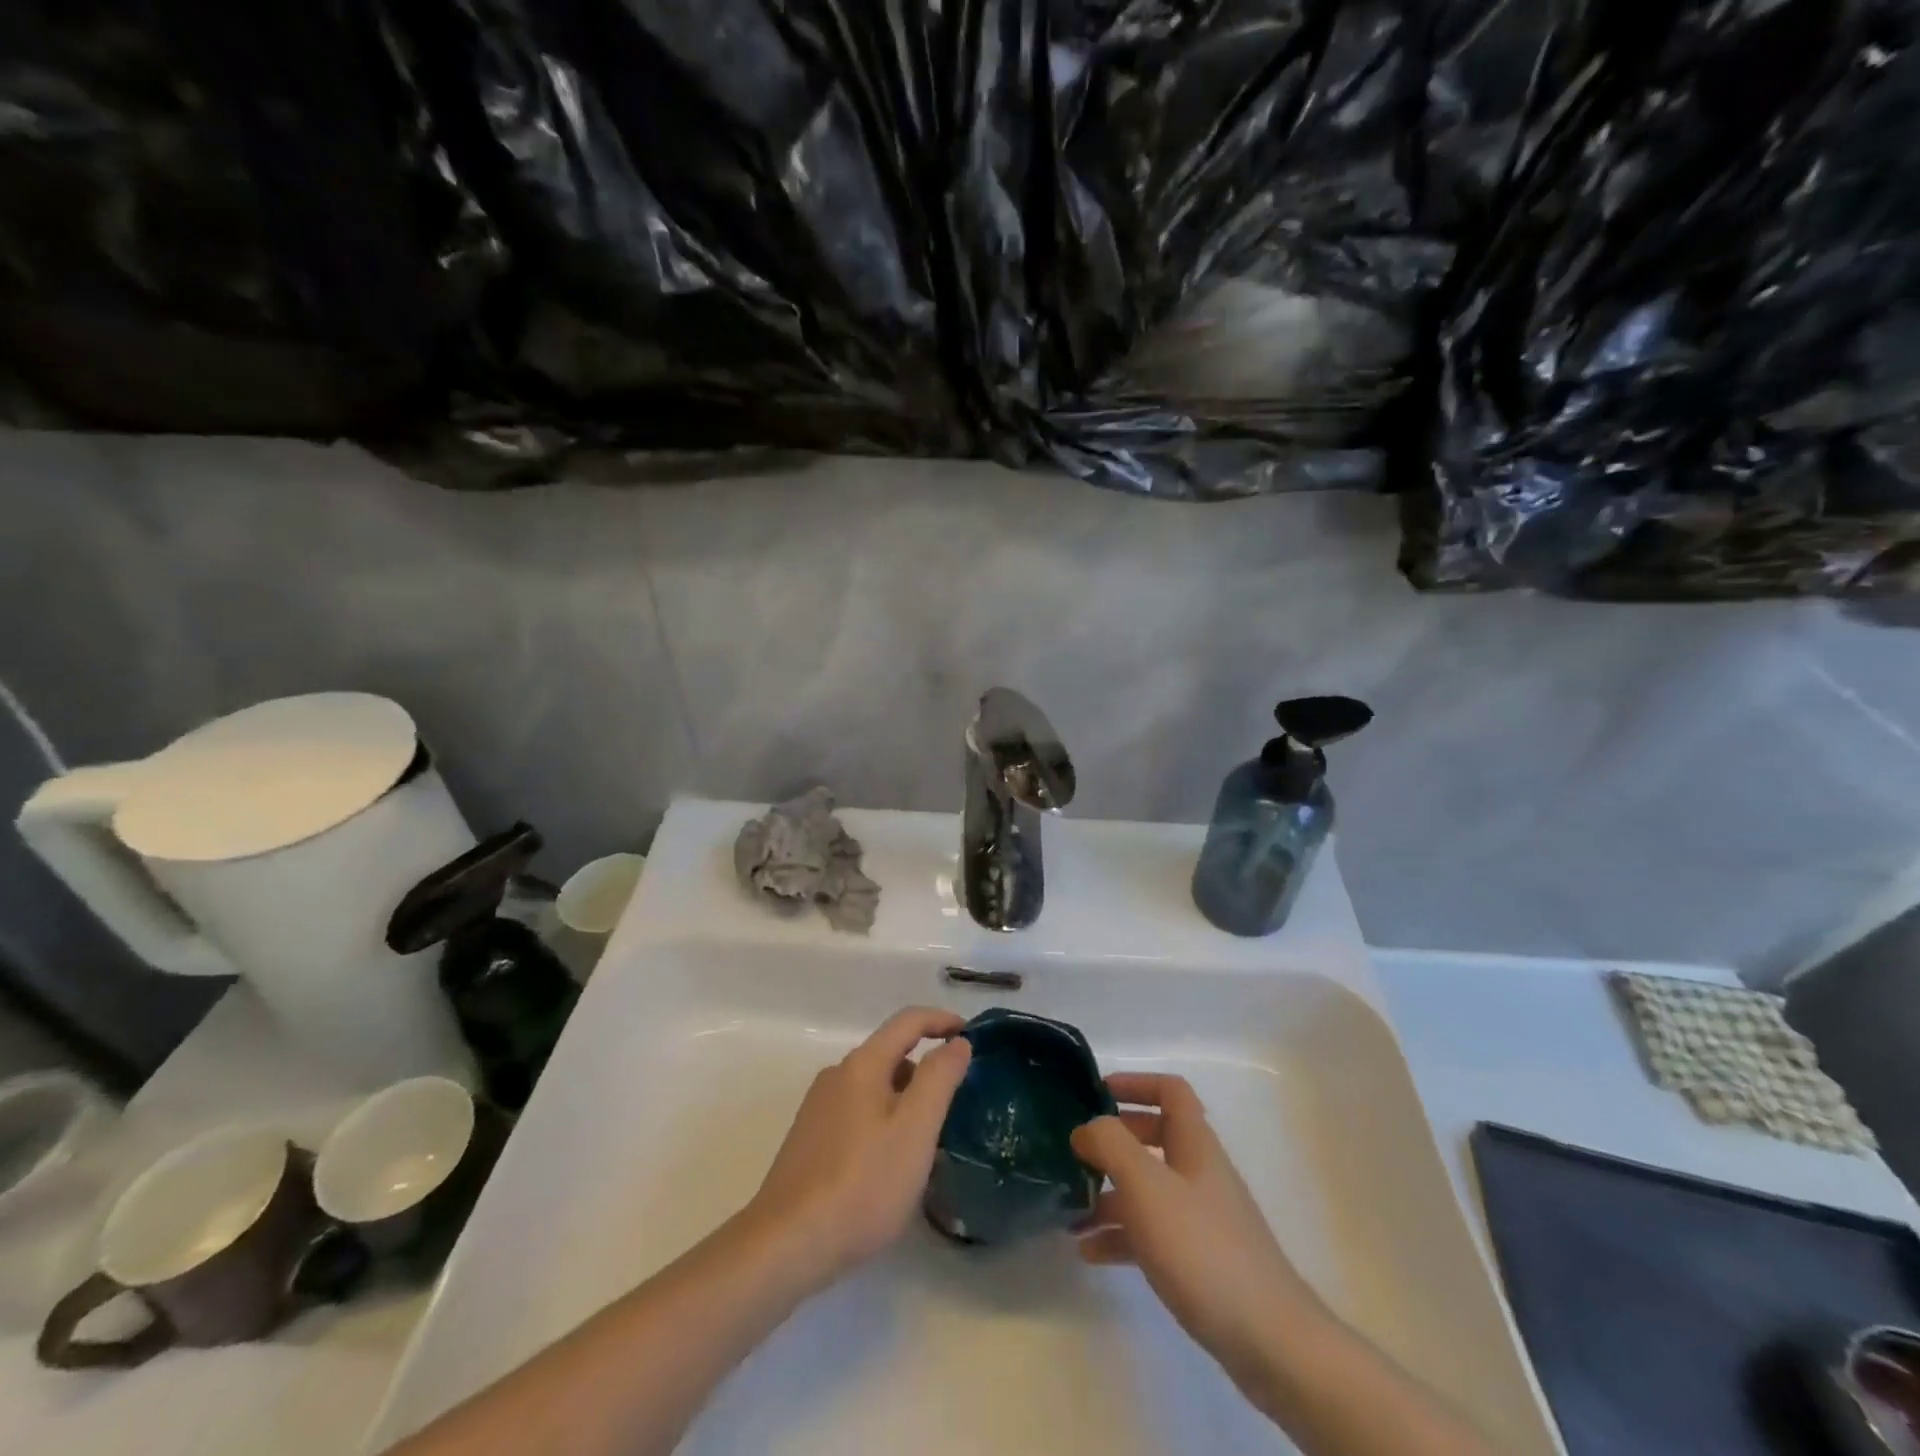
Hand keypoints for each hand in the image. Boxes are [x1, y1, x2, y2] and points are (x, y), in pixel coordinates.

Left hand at [745, 1007, 971, 1292]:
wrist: (786, 1245)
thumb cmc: (862, 1183)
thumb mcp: (915, 1129)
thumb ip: (939, 1078)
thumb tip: (956, 1042)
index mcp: (862, 1064)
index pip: (908, 1021)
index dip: (942, 1020)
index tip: (971, 1035)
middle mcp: (837, 1075)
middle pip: (890, 1054)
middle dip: (926, 1069)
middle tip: (956, 1104)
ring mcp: (819, 1108)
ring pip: (874, 1087)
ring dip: (906, 1099)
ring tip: (929, 1141)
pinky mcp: (810, 1140)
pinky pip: (858, 1113)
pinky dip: (884, 1121)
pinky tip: (891, 1164)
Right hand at [1072, 1073, 1325, 1395]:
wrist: (1270, 1341)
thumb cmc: (1203, 1249)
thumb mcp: (1146, 1186)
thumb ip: (1110, 1145)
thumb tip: (1086, 1128)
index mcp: (1195, 1144)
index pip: (1170, 1091)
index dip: (1135, 1083)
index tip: (1096, 1093)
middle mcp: (1200, 1173)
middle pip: (1155, 1137)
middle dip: (1113, 1142)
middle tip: (1077, 1153)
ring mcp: (1203, 1218)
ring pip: (1149, 1189)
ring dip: (1110, 1193)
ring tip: (1071, 1212)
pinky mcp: (1201, 1261)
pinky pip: (1152, 1233)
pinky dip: (1121, 1235)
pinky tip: (1090, 1252)